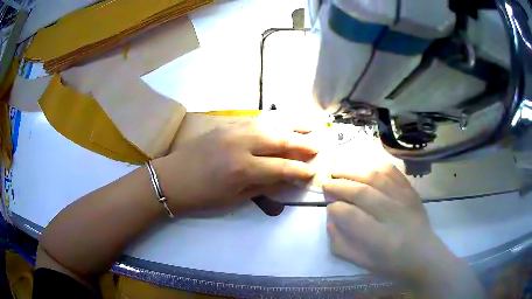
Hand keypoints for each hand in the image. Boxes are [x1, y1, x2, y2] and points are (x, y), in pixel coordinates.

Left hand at [154, 120, 317, 212]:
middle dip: (302, 143)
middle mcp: (241, 144)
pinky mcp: (224, 125)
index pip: (281, 167)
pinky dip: (271, 120)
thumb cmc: (201, 196)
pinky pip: (253, 119)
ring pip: (269, 123)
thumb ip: (262, 187)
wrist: (171, 179)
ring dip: (291, 124)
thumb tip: (284, 179)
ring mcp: (232, 130)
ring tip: (308, 125)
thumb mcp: (233, 199)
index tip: (313, 171)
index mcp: (242, 169)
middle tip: (318, 145)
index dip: (300, 170)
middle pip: (279, 139)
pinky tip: (280, 121)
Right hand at [324, 164, 454, 282]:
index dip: (336, 208)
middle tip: (325, 182)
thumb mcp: (362, 263)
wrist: (424, 255)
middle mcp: (394, 215)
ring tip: (338, 171)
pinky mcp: (411, 191)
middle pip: (363, 192)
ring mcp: (405, 199)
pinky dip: (375, 168)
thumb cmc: (392, 264)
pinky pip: (392, 172)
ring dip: (353, 172)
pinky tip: (364, 170)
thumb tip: (330, 220)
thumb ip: (341, 244)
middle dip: (339, 185)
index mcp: (381, 240)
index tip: (329, 207)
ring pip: (376, 177)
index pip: (352, 216)